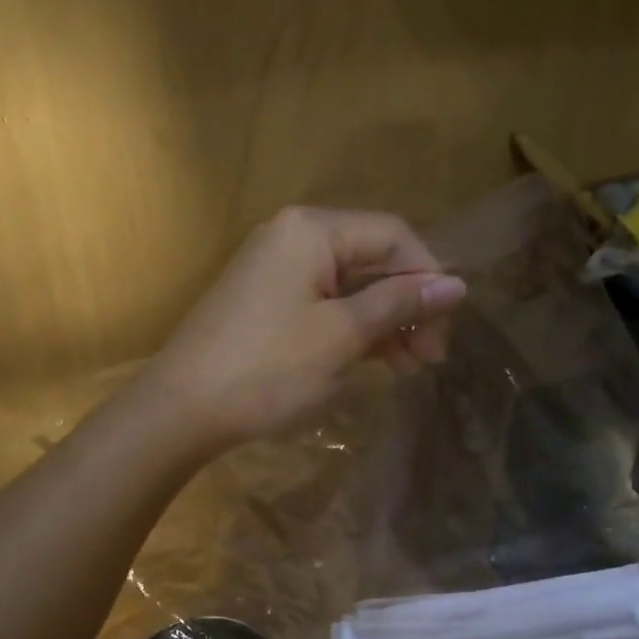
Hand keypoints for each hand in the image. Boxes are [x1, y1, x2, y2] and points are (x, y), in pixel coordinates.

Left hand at [145, 206, 466, 450]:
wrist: (181, 409)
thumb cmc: (268, 368)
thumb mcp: (341, 336)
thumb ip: (398, 305)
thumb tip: (456, 285)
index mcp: (312, 230)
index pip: (392, 236)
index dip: (428, 277)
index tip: (446, 327)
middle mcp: (293, 237)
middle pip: (371, 260)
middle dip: (406, 306)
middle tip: (428, 357)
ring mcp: (275, 270)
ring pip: (348, 286)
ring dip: (382, 322)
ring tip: (406, 368)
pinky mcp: (265, 302)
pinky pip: (322, 304)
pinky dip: (351, 329)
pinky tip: (372, 362)